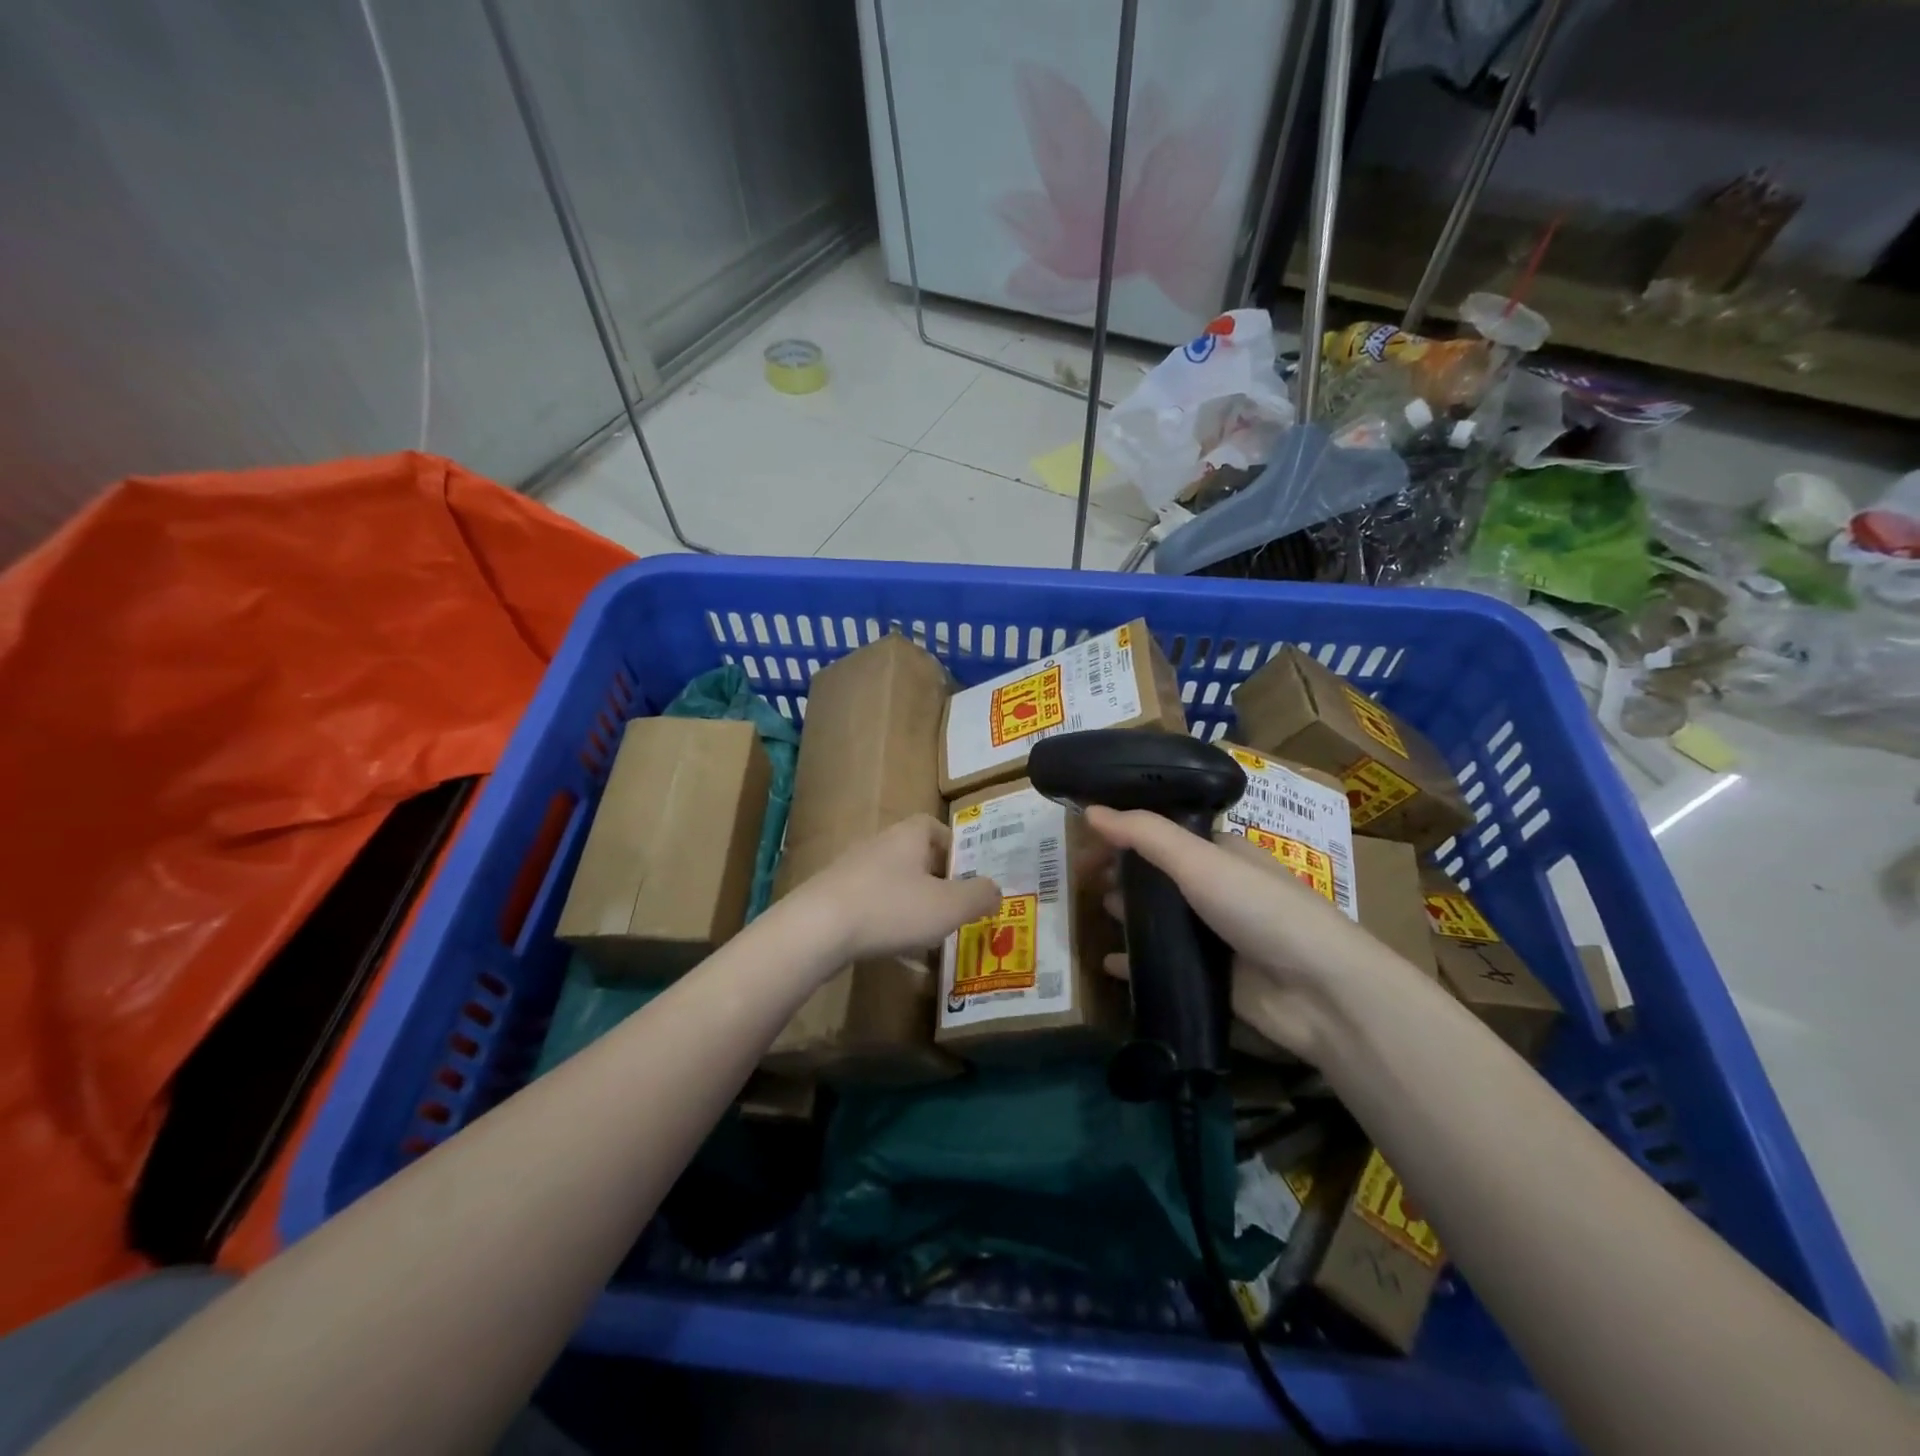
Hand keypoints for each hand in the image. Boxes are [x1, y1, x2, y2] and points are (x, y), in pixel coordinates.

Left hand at [789, 814, 1001, 962]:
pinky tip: (895, 952)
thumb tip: (995, 890)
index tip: (967, 876)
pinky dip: (887, 923)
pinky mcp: (832, 896)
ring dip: (911, 905)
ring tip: (928, 936)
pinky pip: (870, 905)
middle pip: (914, 856)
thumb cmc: (891, 908)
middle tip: (953, 909)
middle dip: (935, 882)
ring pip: (893, 883)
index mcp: (909, 835)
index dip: (955, 848)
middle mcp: (879, 843)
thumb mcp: (948, 906)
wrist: (816, 929)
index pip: (935, 827)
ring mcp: (852, 869)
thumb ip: (979, 896)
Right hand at [1085, 806, 1414, 1059]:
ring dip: (1127, 915)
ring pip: (1158, 921)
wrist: (1319, 991)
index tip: (1085, 841)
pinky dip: (1134, 962)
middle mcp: (1216, 890)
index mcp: (1220, 853)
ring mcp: (1214, 937)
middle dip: (1121, 875)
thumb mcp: (1199, 860)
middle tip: (1080, 881)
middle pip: (1157, 877)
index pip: (1163, 834)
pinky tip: (1107, 963)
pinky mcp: (1211, 979)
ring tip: (1093, 913)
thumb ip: (1144, 834)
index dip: (1124, 834)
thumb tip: (1090, 810)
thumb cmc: (1260, 909)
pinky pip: (1162, 966)